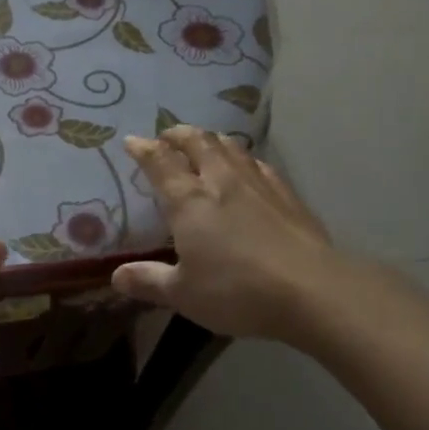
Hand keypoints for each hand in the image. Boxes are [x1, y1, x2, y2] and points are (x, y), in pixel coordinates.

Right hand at [113, 127, 351, 340]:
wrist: (312, 290)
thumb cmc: (237, 290)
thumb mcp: (184, 294)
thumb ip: (149, 282)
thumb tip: (116, 276)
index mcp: (189, 200)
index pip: (160, 163)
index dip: (144, 149)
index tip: (132, 141)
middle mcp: (221, 181)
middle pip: (198, 143)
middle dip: (178, 135)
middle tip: (167, 135)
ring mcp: (258, 184)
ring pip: (230, 147)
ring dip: (211, 139)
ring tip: (203, 141)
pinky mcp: (287, 195)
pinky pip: (259, 164)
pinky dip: (244, 158)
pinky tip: (247, 165)